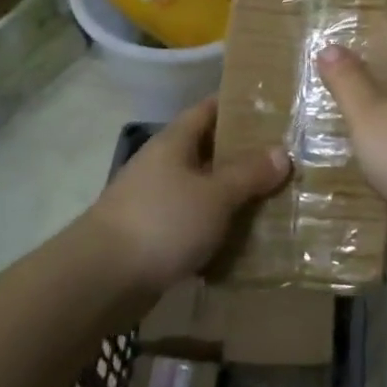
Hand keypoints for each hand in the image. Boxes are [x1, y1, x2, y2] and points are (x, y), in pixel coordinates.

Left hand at [88, 98, 288, 293]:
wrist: (100, 281)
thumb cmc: (161, 222)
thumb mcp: (215, 194)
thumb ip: (249, 173)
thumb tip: (282, 152)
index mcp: (175, 141)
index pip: (209, 109)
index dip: (239, 105)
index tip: (273, 108)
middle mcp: (163, 165)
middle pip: (209, 150)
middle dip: (244, 154)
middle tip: (286, 158)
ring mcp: (155, 201)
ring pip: (203, 189)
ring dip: (232, 195)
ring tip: (274, 198)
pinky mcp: (153, 237)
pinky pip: (193, 224)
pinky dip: (217, 228)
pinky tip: (245, 239)